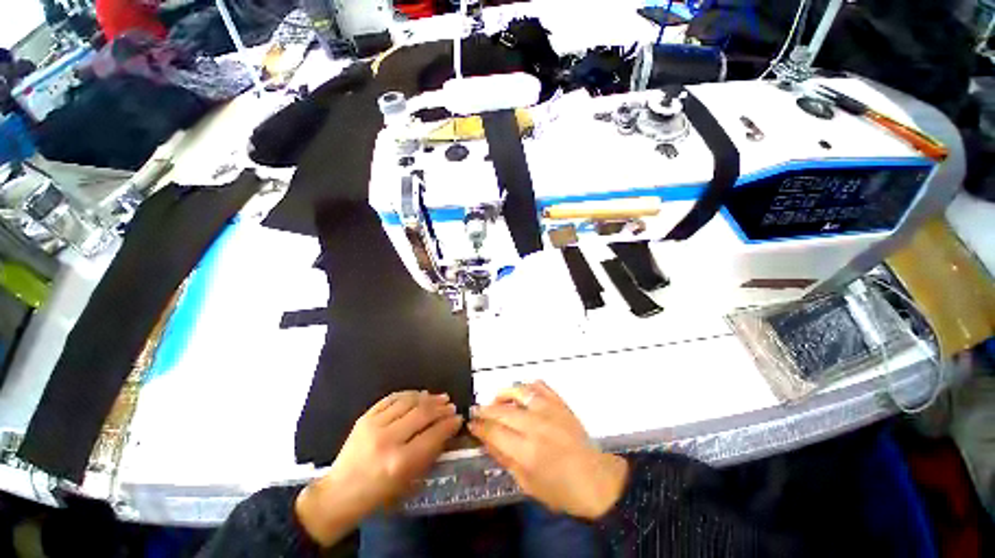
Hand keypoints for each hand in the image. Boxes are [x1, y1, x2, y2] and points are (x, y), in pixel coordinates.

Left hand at [296, 391, 462, 545]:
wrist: (338, 494)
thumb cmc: (376, 495)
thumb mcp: (408, 482)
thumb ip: (428, 454)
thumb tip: (446, 429)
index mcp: (399, 463)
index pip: (433, 435)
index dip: (449, 424)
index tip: (459, 418)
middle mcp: (387, 440)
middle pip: (422, 414)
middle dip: (441, 408)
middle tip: (451, 405)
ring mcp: (374, 425)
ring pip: (408, 401)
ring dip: (428, 397)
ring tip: (439, 397)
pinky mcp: (364, 418)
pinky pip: (392, 398)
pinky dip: (409, 394)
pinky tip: (419, 395)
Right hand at [468, 381, 628, 519]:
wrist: (596, 480)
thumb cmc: (560, 490)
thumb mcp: (527, 483)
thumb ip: (504, 458)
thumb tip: (486, 440)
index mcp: (526, 451)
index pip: (494, 432)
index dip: (479, 427)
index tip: (471, 424)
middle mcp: (536, 425)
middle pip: (502, 410)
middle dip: (485, 409)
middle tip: (477, 410)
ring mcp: (549, 410)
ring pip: (519, 391)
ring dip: (503, 393)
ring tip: (497, 399)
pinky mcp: (560, 403)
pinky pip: (539, 385)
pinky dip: (527, 386)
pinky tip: (521, 392)